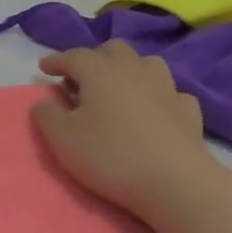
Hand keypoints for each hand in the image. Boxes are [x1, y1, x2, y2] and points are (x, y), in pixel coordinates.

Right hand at [31, 44, 213, 219]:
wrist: (174, 182)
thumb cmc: (110, 155)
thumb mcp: (62, 138)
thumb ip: (47, 115)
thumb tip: (44, 101)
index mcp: (100, 72)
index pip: (74, 56)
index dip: (56, 60)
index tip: (43, 67)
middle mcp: (134, 71)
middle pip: (113, 50)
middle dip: (94, 59)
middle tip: (80, 80)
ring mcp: (166, 88)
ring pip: (146, 63)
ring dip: (128, 70)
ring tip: (117, 90)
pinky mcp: (188, 110)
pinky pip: (170, 92)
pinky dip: (156, 96)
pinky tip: (152, 110)